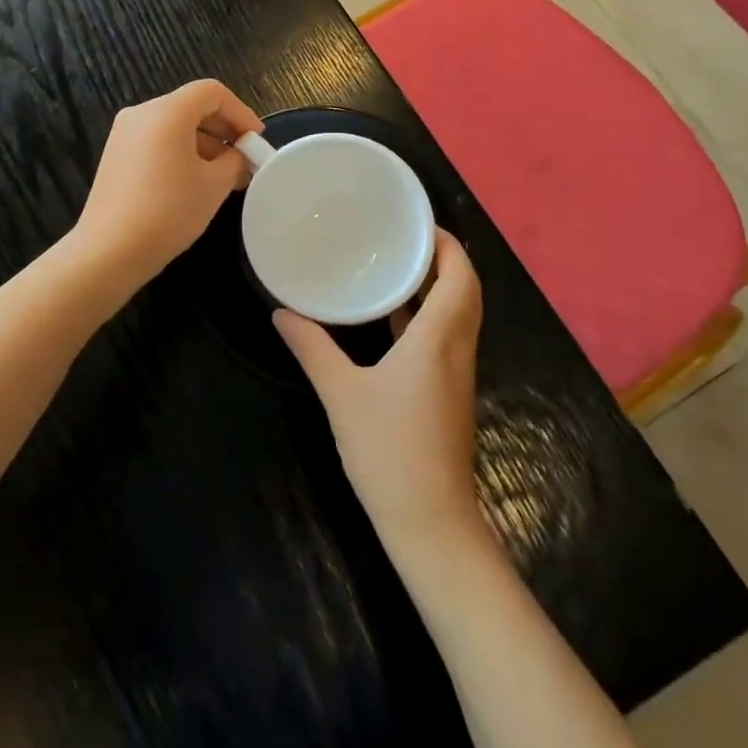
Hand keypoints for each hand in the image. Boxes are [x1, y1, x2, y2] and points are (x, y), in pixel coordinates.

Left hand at [73, 80, 262, 291]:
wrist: (110, 250)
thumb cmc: (169, 211)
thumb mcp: (214, 185)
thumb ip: (234, 161)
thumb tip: (237, 157)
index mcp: (167, 111)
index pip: (212, 92)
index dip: (240, 112)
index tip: (256, 140)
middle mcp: (142, 113)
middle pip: (192, 106)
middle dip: (223, 129)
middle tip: (245, 158)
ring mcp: (124, 134)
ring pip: (174, 125)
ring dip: (204, 143)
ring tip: (225, 176)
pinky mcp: (116, 155)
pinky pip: (157, 141)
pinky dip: (181, 152)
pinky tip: (195, 182)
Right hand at [275, 230, 483, 549]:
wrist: (431, 525)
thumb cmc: (390, 452)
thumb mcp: (342, 394)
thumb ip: (312, 348)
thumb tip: (281, 311)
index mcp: (438, 340)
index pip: (461, 276)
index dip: (447, 244)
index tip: (416, 222)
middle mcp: (456, 350)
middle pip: (466, 290)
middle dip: (443, 258)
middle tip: (403, 236)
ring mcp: (456, 374)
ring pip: (458, 314)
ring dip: (437, 286)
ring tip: (395, 264)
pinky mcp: (448, 394)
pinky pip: (446, 337)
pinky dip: (427, 315)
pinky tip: (391, 317)